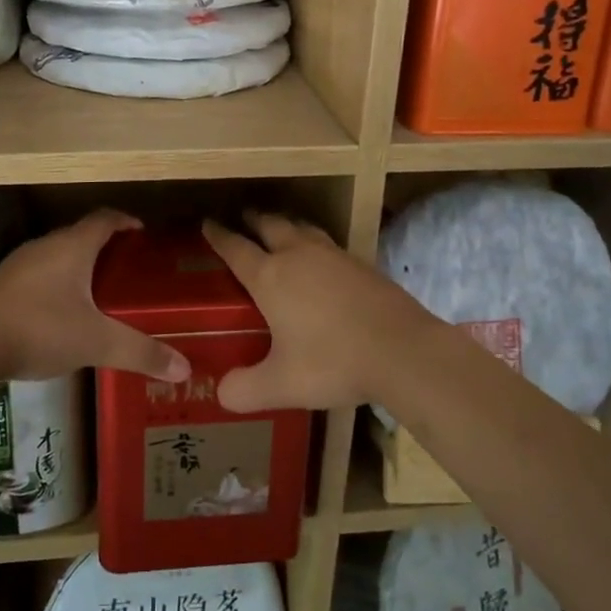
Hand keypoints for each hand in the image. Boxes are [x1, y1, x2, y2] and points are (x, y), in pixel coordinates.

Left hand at [0, 210, 190, 384]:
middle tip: (128, 269)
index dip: (126, 221)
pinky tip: (62, 314)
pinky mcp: (1, 287)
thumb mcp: (96, 342)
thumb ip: (140, 353)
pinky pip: (38, 275)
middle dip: (106, 247)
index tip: (142, 233)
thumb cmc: (40, 329)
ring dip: (79, 266)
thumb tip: (184, 369)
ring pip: (57, 256)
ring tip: (99, 292)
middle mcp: (45, 246)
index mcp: (72, 247)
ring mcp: (19, 265)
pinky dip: (56, 285)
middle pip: (81, 236)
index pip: (105, 219)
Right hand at [204, 212, 440, 412]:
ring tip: (279, 228)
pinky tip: (320, 259)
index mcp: (271, 277)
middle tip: (242, 217)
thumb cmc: (333, 362)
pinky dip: (313, 242)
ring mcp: (333, 256)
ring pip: (301, 228)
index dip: (219, 236)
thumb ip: (246, 389)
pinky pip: (327, 243)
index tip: (207, 223)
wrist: (402, 350)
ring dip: (285, 224)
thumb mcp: (282, 384)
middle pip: (270, 225)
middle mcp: (298, 256)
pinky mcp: (361, 264)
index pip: (236, 248)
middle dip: (252, 219)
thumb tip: (222, 393)